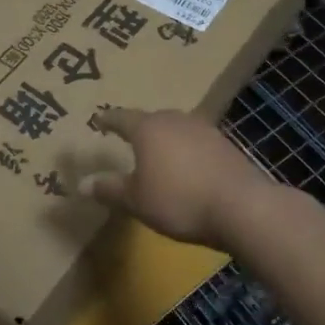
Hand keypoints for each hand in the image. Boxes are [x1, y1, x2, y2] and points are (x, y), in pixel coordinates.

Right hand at [77, 107, 271, 248]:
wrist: (242, 206)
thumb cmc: (178, 200)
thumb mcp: (136, 201)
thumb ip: (110, 189)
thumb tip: (83, 184)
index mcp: (148, 128)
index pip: (121, 117)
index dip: (108, 120)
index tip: (98, 120)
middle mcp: (175, 120)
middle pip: (152, 119)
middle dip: (139, 128)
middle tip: (128, 137)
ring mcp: (204, 130)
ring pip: (176, 128)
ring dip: (165, 139)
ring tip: (158, 153)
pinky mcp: (225, 145)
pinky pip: (195, 142)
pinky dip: (186, 151)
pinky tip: (187, 167)